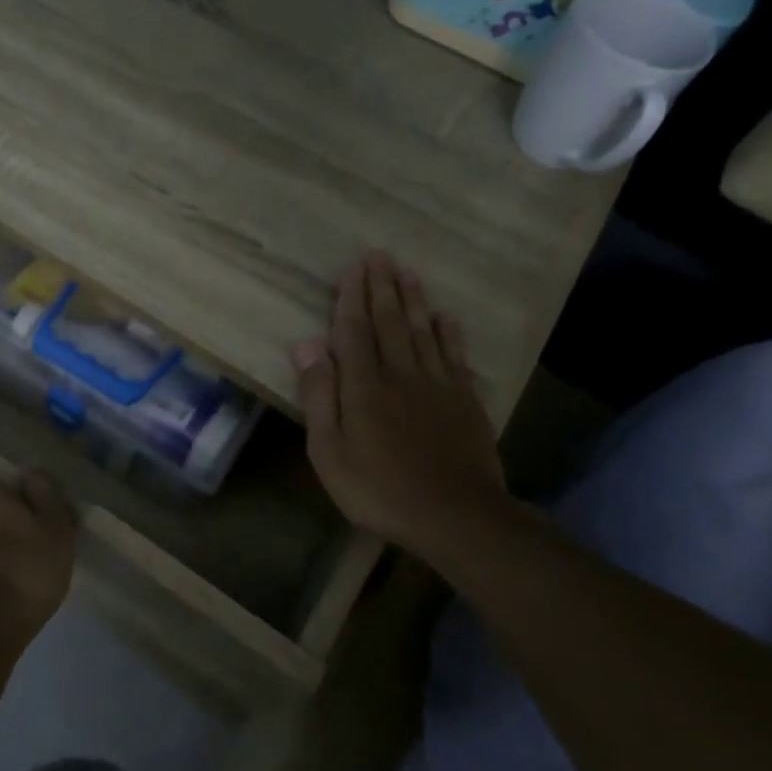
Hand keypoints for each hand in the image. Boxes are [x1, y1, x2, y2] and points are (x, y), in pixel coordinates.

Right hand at [293, 252, 510, 561]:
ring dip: (414, 300)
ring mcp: (438, 385)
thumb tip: (306, 345)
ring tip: (407, 272)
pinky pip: (455, 356)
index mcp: (364, 386)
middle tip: (380, 255)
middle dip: (382, 287)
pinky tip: (445, 317)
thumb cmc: (378, 489)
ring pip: (424, 332)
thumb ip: (319, 396)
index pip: (354, 332)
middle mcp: (401, 374)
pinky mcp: (465, 401)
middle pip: (390, 322)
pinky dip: (449, 333)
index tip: (353, 268)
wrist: (455, 515)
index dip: (351, 298)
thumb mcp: (329, 451)